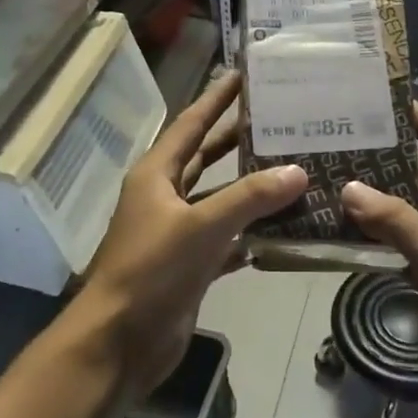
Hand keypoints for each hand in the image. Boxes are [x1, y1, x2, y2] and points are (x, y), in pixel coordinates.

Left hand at [73, 71, 306, 394]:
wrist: (119, 343)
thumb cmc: (151, 271)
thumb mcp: (201, 226)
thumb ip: (250, 197)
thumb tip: (298, 170)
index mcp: (156, 175)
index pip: (191, 124)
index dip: (216, 99)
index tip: (243, 75)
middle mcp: (165, 197)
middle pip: (206, 157)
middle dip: (238, 138)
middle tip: (278, 118)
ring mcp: (177, 233)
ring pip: (220, 200)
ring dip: (250, 189)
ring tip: (293, 169)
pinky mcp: (189, 266)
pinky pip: (227, 240)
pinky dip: (251, 234)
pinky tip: (283, 229)